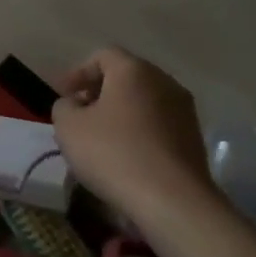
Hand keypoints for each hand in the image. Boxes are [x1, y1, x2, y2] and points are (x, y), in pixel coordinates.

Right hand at [51, 48, 219, 224]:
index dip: (78, 72)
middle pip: (126, 76)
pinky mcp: (194, 138)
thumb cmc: (113, 154)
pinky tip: (124, 154)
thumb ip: (64, 106)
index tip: (62, 94)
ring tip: (100, 137)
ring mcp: (184, 110)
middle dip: (99, 91)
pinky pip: (158, 124)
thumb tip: (76, 104)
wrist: (173, 201)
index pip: (102, 55)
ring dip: (120, 112)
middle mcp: (164, 82)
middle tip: (79, 113)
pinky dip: (139, 131)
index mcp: (133, 70)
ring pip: (144, 101)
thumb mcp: (68, 127)